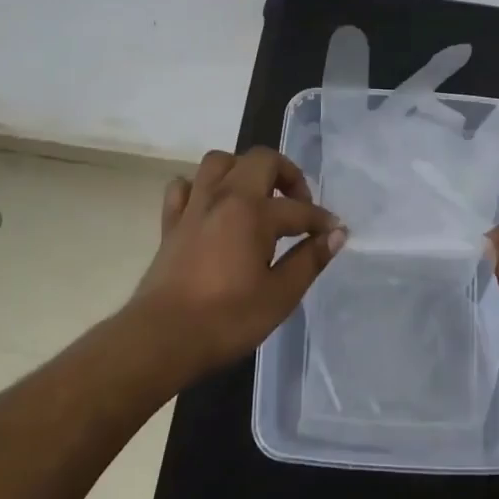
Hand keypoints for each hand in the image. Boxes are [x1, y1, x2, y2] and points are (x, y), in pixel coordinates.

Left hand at [129, 146, 344, 376]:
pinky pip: (184, 187)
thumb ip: (310, 259)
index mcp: (253, 212)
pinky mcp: (170, 223)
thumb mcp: (280, 295)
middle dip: (286, 174)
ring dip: (243, 170)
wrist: (161, 338)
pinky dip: (201, 188)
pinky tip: (212, 208)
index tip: (334, 232)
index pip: (298, 208)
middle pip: (260, 160)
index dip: (321, 220)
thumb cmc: (227, 319)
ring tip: (257, 198)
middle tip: (297, 205)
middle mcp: (223, 196)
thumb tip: (336, 234)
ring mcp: (193, 207)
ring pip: (218, 162)